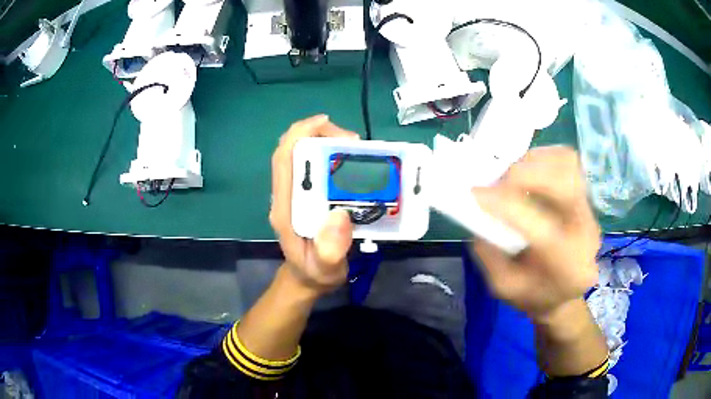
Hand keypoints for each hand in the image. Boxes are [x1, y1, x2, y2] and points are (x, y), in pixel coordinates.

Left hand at [270, 115, 358, 294]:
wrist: (306, 280)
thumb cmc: (315, 274)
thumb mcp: (326, 269)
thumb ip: (330, 250)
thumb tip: (340, 215)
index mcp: (286, 208)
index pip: (284, 160)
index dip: (300, 134)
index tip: (326, 122)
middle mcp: (287, 195)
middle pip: (294, 150)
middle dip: (320, 135)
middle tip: (354, 142)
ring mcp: (295, 194)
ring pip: (303, 155)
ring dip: (327, 143)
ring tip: (357, 150)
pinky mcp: (306, 196)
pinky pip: (314, 166)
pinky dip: (331, 155)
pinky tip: (351, 161)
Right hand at [471, 147, 600, 323]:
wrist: (564, 294)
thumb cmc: (533, 295)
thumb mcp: (502, 288)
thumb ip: (489, 253)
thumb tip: (479, 212)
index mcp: (568, 266)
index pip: (543, 228)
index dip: (508, 206)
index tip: (476, 194)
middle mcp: (586, 232)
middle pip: (565, 182)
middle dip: (526, 174)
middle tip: (498, 181)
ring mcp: (590, 210)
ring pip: (567, 164)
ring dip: (534, 162)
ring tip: (511, 176)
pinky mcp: (585, 196)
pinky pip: (566, 162)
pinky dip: (542, 159)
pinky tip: (527, 173)